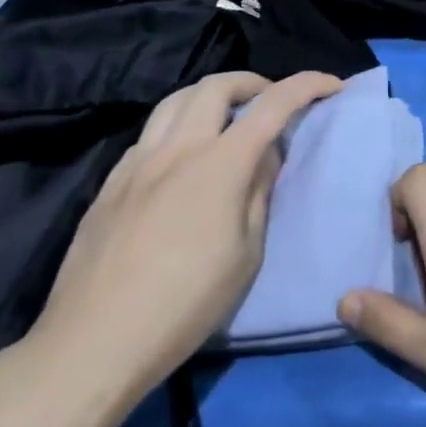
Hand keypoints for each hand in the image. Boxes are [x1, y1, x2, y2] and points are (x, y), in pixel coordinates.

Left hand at [24, 71, 342, 408]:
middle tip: (272, 101)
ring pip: (175, 100)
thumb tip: (266, 155)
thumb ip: (258, 192)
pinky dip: (178, 126)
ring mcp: (136, 163)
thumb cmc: (186, 304)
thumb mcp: (247, 253)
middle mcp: (176, 150)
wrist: (94, 344)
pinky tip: (184, 158)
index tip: (331, 85)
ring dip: (211, 96)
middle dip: (254, 82)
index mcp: (219, 165)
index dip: (307, 86)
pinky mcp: (109, 183)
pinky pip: (150, 133)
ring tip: (228, 118)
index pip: (272, 106)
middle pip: (216, 86)